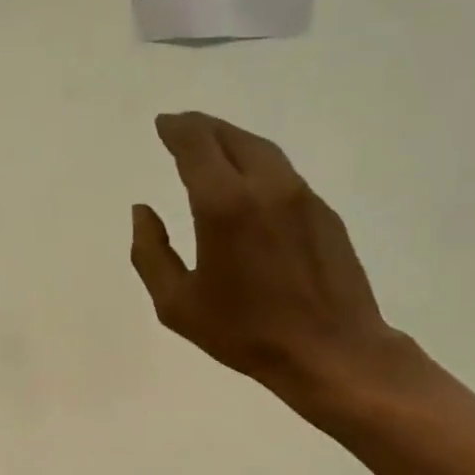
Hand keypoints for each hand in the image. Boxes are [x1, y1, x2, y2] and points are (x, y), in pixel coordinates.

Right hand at [129, 111, 411, 416]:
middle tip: (181, 128)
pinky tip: (248, 182)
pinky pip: (283, 173)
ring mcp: (301, 195)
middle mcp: (266, 186)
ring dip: (232, 141)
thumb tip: (143, 212)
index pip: (196, 145)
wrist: (332, 350)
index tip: (163, 124)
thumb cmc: (245, 332)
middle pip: (230, 137)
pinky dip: (257, 164)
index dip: (176, 129)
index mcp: (224, 205)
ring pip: (262, 149)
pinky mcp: (324, 212)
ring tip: (212, 146)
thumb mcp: (177, 304)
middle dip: (202, 127)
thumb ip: (150, 252)